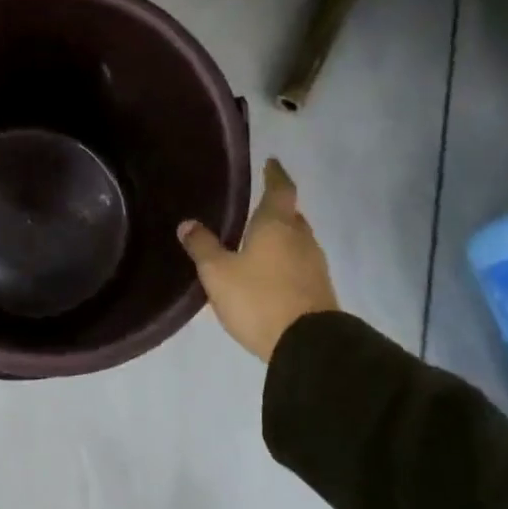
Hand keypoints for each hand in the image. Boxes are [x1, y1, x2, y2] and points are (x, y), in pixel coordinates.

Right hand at [178, 158, 337, 362]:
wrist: (309, 346)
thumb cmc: (259, 298)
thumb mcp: (218, 273)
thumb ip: (202, 246)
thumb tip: (187, 223)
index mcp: (277, 225)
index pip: (280, 189)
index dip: (274, 174)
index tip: (271, 162)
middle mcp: (300, 238)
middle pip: (291, 215)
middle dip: (276, 209)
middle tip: (255, 207)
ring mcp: (315, 265)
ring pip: (297, 240)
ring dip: (281, 237)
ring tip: (258, 241)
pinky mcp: (320, 290)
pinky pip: (299, 264)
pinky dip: (285, 260)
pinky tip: (270, 272)